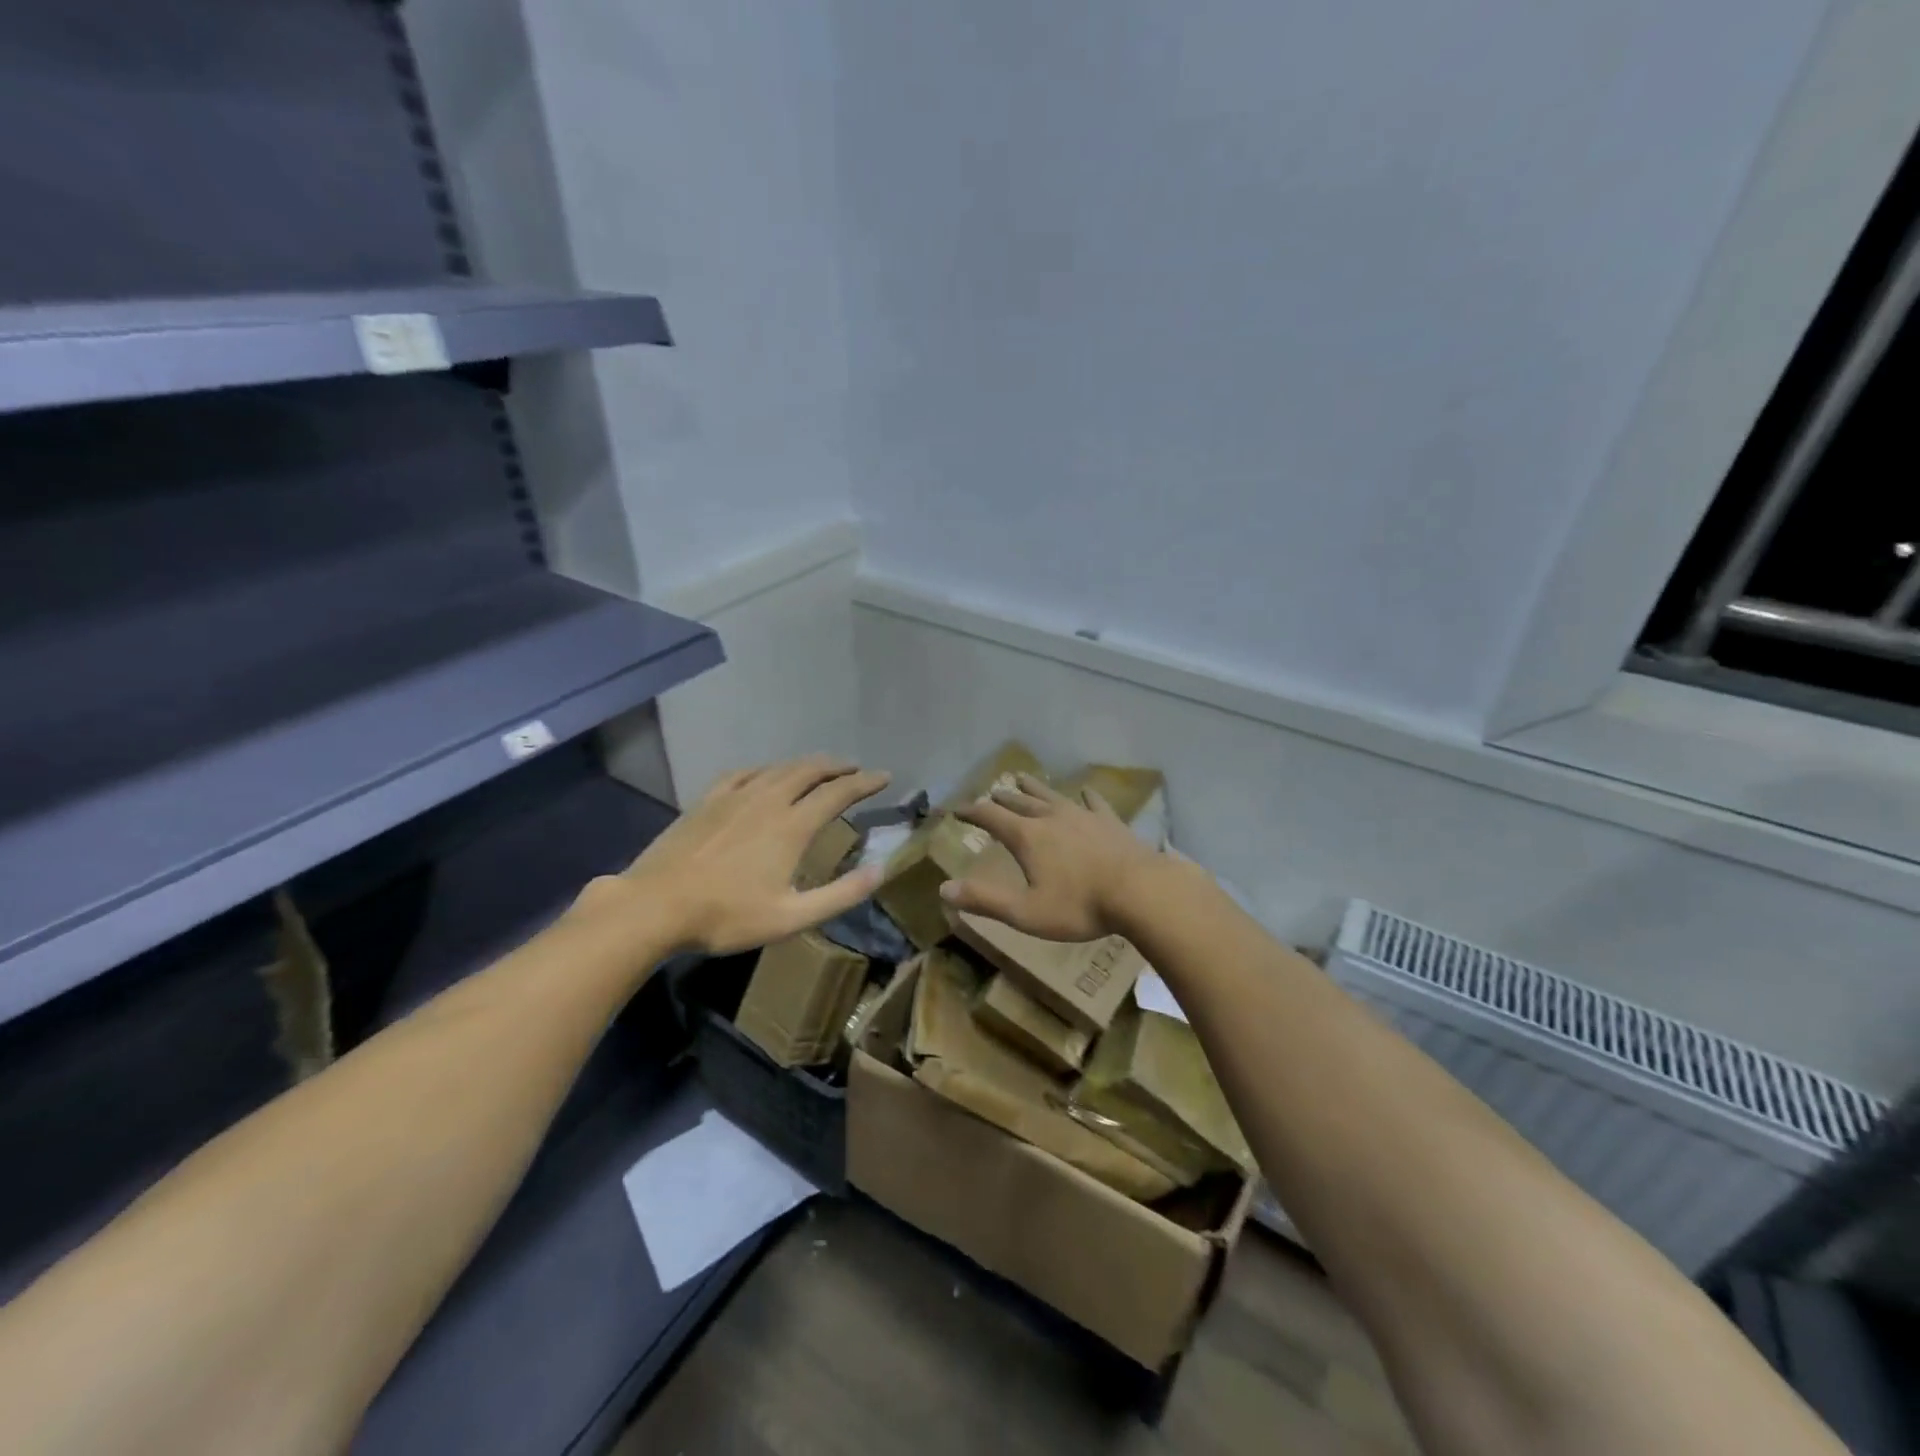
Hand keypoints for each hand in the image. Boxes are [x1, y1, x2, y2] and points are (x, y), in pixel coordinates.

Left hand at [589, 756, 891, 954]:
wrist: (655, 906)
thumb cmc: (726, 917)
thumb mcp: (791, 918)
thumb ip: (840, 895)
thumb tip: (880, 870)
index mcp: (792, 826)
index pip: (838, 793)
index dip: (865, 783)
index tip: (885, 777)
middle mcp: (768, 801)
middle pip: (809, 771)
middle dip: (837, 766)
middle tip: (855, 768)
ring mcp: (734, 797)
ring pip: (778, 768)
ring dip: (805, 764)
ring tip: (820, 767)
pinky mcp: (707, 800)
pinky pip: (744, 773)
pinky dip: (765, 769)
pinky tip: (765, 775)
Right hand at [941, 773, 1161, 941]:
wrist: (1140, 892)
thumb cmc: (1079, 906)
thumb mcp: (1026, 912)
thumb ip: (985, 900)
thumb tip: (944, 889)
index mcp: (1028, 837)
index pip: (991, 817)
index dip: (972, 812)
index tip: (957, 809)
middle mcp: (1051, 818)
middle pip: (1020, 802)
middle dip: (1002, 798)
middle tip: (991, 793)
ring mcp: (1083, 816)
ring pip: (1052, 796)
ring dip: (1034, 787)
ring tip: (1022, 777)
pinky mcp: (1110, 822)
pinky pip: (1094, 803)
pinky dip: (1086, 795)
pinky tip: (1085, 790)